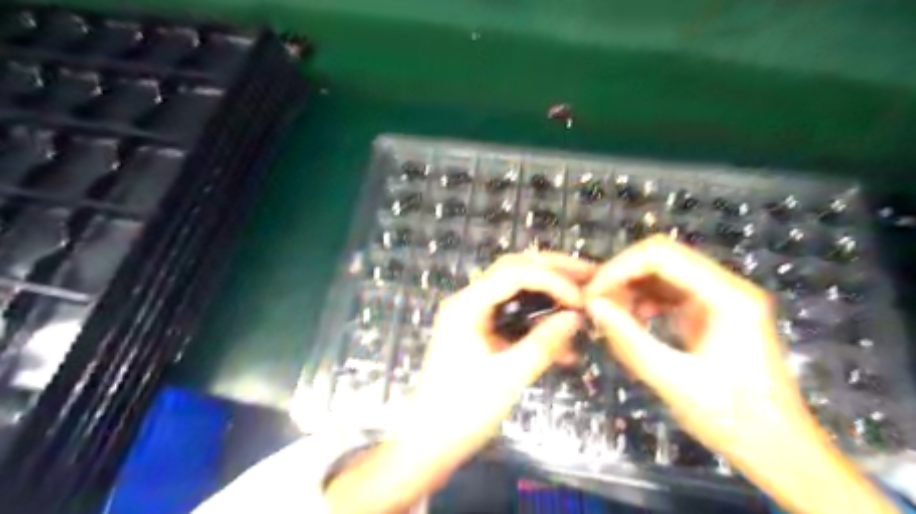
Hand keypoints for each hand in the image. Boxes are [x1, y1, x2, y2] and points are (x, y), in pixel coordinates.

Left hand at [326, 253, 598, 513]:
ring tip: (583, 295)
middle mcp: (470, 301)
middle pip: (514, 270)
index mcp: (468, 305)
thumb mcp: (508, 376)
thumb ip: (543, 343)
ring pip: (516, 291)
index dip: (551, 280)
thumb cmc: (463, 409)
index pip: (514, 273)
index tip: (581, 299)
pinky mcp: (482, 333)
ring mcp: (475, 316)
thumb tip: (576, 317)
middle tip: (589, 275)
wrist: (431, 441)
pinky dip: (539, 322)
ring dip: (549, 292)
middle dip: (553, 271)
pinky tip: (565, 340)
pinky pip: (514, 317)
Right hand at [587, 238, 896, 512]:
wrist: (778, 448)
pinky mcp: (712, 310)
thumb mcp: (673, 381)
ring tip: (608, 312)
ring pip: (663, 271)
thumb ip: (629, 340)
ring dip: (630, 286)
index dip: (619, 269)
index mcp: (728, 297)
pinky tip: (631, 320)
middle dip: (621, 275)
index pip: (661, 256)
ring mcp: (721, 296)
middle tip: (595, 302)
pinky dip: (643, 299)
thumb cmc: (733, 420)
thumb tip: (593, 306)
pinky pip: (669, 290)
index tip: (592, 295)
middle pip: (662, 257)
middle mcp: (727, 286)